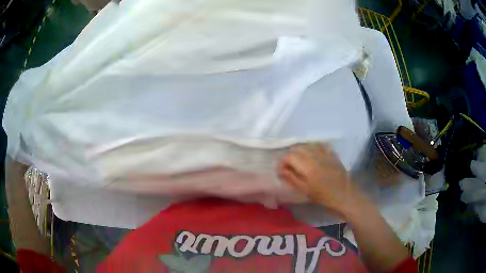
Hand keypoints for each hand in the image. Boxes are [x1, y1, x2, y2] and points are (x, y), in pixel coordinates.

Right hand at [278, 143, 366, 216]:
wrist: (345, 195)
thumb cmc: (324, 196)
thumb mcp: (305, 190)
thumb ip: (292, 178)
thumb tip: (281, 169)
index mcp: (307, 166)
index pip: (289, 156)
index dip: (282, 161)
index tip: (281, 169)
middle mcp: (315, 155)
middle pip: (298, 148)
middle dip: (291, 155)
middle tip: (289, 166)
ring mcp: (325, 153)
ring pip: (308, 144)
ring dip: (301, 150)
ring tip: (300, 160)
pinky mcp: (332, 153)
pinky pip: (320, 145)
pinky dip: (313, 147)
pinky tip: (313, 154)